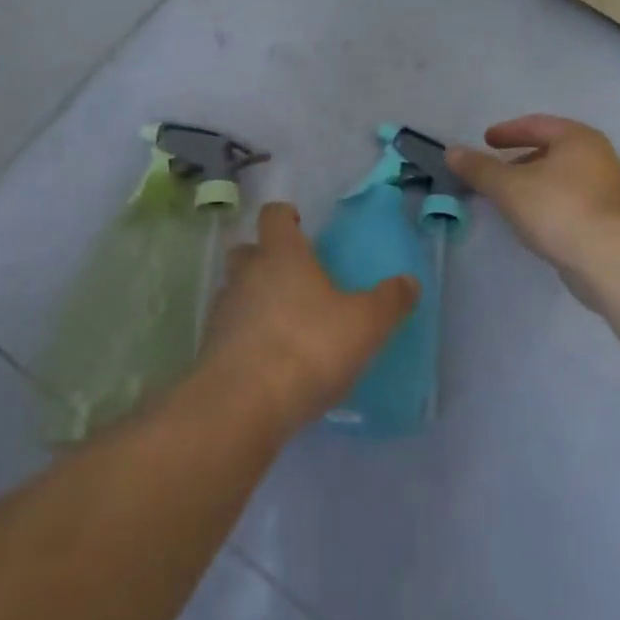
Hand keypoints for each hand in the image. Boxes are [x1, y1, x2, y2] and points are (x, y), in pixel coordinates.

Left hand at [201, 203, 417, 432]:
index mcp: (281, 255)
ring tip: (284, 324)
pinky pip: (230, 331)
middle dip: (266, 257)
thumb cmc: (308, 347)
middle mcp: (246, 274)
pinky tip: (269, 362)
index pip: (273, 215)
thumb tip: (409, 282)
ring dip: (254, 299)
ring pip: (236, 291)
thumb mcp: (365, 324)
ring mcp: (223, 311)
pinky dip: (246, 337)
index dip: (285, 216)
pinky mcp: (210, 349)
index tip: (299, 224)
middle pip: (247, 250)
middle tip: (294, 277)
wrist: (243, 405)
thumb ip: (389, 301)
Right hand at [447, 115, 619, 307]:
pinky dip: (548, 202)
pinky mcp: (610, 219)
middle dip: (521, 158)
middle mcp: (598, 156)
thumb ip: (479, 168)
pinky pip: (571, 200)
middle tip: (496, 169)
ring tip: (509, 197)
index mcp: (577, 138)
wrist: (610, 259)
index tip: (486, 141)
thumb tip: (452, 151)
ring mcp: (608, 188)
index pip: (537, 124)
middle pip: (552, 149)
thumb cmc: (558, 209)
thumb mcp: (508, 186)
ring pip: (562, 177)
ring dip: (535, 182)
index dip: (508, 131)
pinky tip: (533, 220)